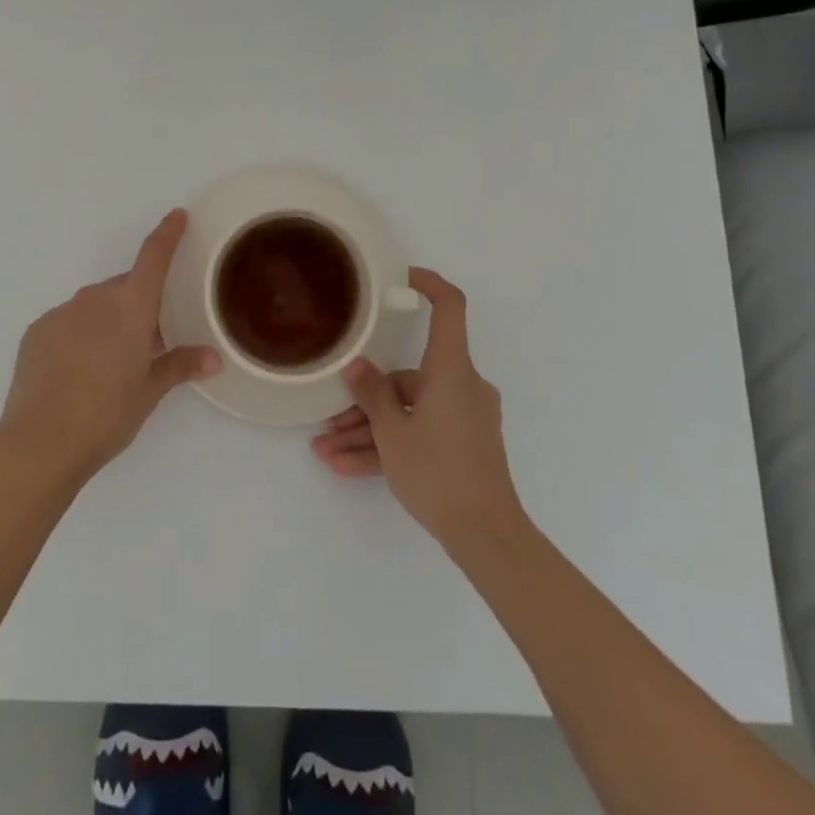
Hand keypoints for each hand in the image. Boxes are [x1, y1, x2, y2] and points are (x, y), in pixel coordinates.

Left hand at [0, 209, 220, 480]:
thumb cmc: (107, 414)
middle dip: (137, 307)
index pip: (154, 257)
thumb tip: (213, 358)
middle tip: (145, 345)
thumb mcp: (149, 392)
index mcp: (130, 307)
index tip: (177, 215)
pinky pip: (67, 323)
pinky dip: (78, 336)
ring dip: (106, 323)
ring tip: (107, 366)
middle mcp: (96, 298)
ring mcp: (62, 312)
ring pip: (94, 307)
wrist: (40, 441)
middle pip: (124, 288)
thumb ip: (180, 366)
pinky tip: (76, 372)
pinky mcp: (37, 330)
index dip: (168, 234)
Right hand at [311, 268, 527, 560]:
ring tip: (327, 451)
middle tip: (330, 420)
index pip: (450, 307)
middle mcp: (461, 385)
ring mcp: (463, 416)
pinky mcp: (462, 444)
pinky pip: (419, 432)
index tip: (401, 277)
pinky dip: (389, 446)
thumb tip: (356, 366)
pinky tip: (348, 467)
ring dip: (369, 430)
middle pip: (409, 376)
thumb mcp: (393, 432)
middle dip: (366, 399)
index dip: (428, 284)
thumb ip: (371, 395)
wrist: (486, 536)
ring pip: (408, 410)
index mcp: (451, 369)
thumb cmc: (439, 472)